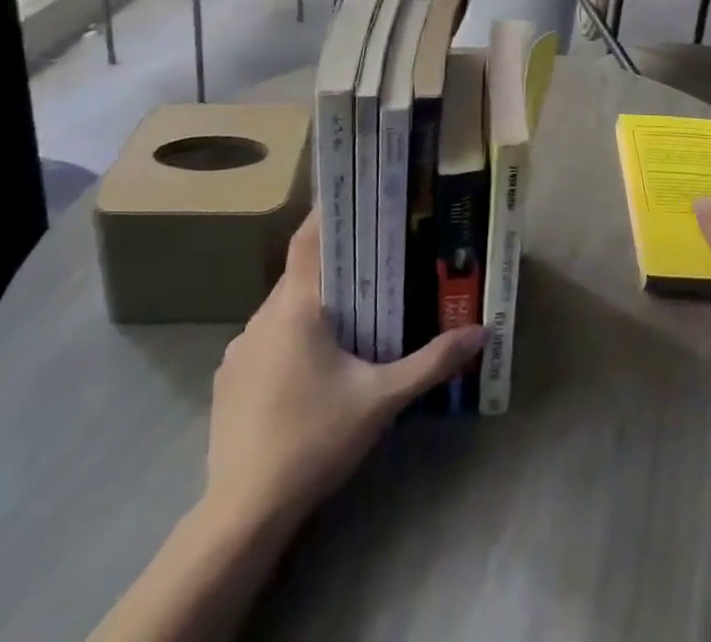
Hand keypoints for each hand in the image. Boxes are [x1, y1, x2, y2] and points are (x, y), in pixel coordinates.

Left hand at [201, 211, 485, 528]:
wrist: (243, 514)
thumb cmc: (315, 440)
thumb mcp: (382, 399)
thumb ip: (431, 362)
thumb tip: (482, 333)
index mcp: (295, 308)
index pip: (308, 240)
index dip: (328, 213)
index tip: (355, 196)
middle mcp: (261, 318)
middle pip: (299, 274)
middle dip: (334, 267)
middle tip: (373, 263)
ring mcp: (239, 350)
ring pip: (282, 310)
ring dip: (312, 307)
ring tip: (349, 317)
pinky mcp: (228, 381)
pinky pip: (265, 340)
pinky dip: (290, 338)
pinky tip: (311, 369)